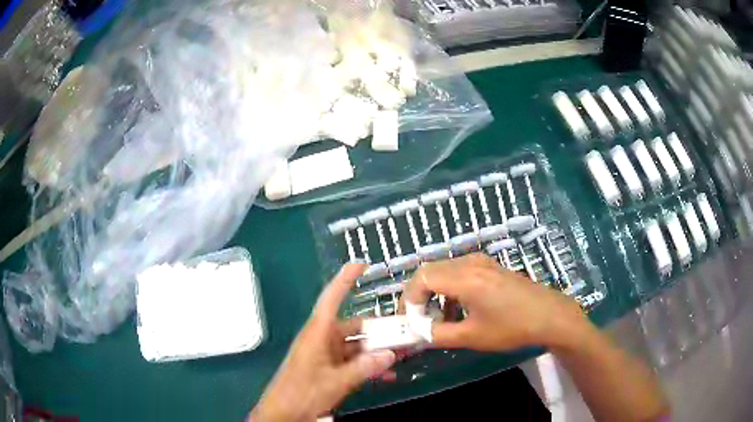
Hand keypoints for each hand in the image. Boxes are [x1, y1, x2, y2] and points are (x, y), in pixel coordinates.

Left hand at [250, 264, 395, 420]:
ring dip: (377, 351)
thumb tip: (391, 354)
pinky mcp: (328, 368)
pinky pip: (353, 361)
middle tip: (406, 334)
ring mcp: (326, 355)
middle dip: (380, 331)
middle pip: (354, 327)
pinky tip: (386, 375)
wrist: (283, 413)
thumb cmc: (302, 392)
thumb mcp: (336, 382)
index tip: (362, 264)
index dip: (345, 279)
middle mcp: (322, 339)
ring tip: (402, 355)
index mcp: (318, 333)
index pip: (332, 298)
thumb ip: (364, 368)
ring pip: (357, 346)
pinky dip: (368, 366)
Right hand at [403, 254, 587, 351]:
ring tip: (439, 318)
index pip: (422, 278)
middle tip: (418, 319)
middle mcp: (471, 263)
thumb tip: (416, 334)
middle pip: (431, 271)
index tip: (409, 321)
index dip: (409, 299)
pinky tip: (459, 309)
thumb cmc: (512, 328)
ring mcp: (483, 262)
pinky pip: (460, 272)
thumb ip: (437, 334)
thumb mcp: (471, 336)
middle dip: (419, 295)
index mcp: (465, 278)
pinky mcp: (491, 267)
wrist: (549, 316)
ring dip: (435, 292)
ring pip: (445, 271)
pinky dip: (450, 289)